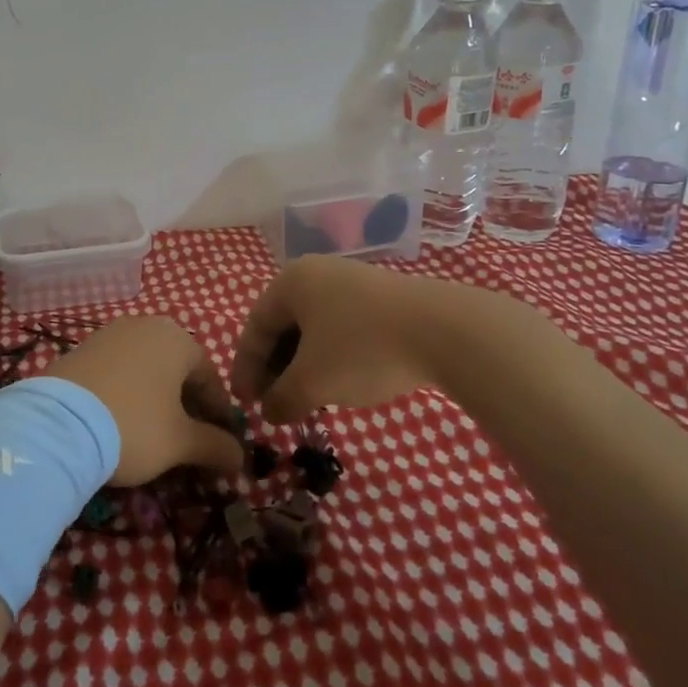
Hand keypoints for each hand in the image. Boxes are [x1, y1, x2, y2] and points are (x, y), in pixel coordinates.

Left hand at [51, 317, 245, 484]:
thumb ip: (215, 446)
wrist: (56, 425)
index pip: (210, 377)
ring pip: (146, 368)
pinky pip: (117, 370)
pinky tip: (119, 420)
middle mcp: (145, 325)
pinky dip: (126, 392)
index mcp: (177, 339)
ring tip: (153, 432)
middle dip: (187, 405)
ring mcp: (109, 334)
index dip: (219, 413)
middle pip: (177, 369)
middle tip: (189, 440)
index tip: (221, 444)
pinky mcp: (80, 348)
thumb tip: (240, 457)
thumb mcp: (181, 442)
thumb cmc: (133, 426)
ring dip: (156, 398)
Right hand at [231, 257, 450, 423]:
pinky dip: (330, 357)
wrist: (443, 330)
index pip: (255, 327)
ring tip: (305, 399)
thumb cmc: (362, 349)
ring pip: (314, 329)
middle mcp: (317, 274)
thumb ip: (282, 398)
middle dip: (275, 368)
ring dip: (303, 366)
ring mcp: (352, 283)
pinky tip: (340, 383)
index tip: (244, 403)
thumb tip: (269, 412)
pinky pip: (341, 328)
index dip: (246, 368)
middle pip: (283, 326)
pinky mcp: (382, 299)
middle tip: (272, 404)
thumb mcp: (312, 382)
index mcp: (291, 282)